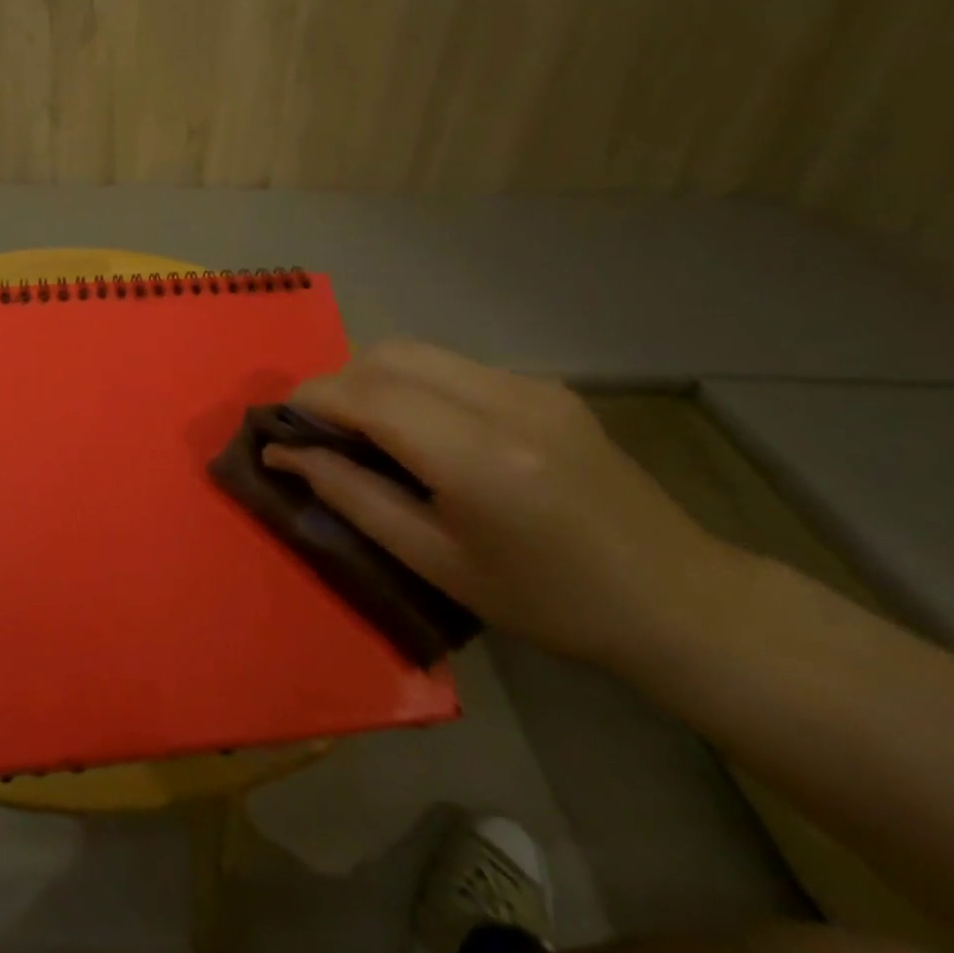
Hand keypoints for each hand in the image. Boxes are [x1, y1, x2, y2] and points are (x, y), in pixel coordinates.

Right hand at [267, 341, 735, 673]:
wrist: (675, 598)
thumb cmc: (547, 602)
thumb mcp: (436, 562)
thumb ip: (351, 497)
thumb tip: (283, 452)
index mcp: (479, 458)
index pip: (368, 395)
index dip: (311, 400)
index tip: (277, 425)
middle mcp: (504, 401)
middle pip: (387, 354)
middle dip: (336, 382)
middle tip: (317, 430)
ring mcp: (529, 384)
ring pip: (416, 350)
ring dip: (369, 377)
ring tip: (360, 428)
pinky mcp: (542, 383)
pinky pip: (450, 365)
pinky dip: (410, 382)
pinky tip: (419, 428)